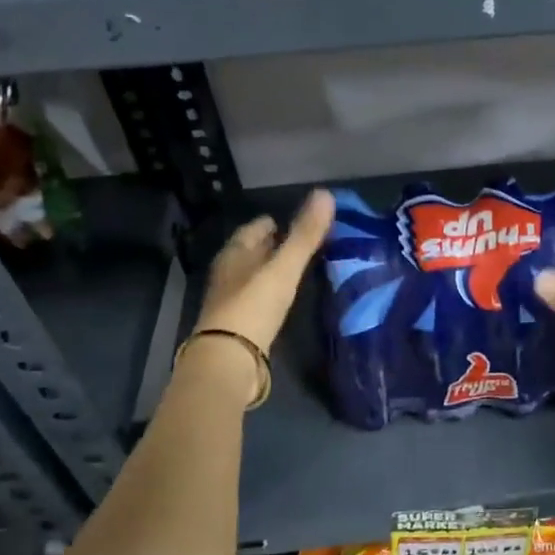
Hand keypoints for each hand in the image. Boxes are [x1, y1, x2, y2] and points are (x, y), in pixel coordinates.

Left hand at [195, 189, 334, 354]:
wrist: (229, 361)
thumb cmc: (253, 307)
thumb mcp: (283, 268)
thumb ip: (305, 235)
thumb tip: (326, 194)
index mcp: (234, 254)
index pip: (253, 229)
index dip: (273, 223)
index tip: (296, 221)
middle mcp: (228, 273)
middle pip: (251, 252)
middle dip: (272, 245)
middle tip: (302, 243)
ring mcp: (231, 300)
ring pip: (254, 276)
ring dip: (272, 270)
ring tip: (298, 269)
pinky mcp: (239, 325)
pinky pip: (257, 299)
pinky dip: (271, 293)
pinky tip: (285, 298)